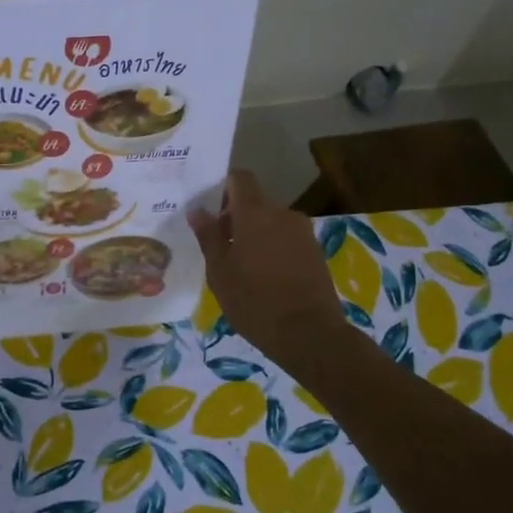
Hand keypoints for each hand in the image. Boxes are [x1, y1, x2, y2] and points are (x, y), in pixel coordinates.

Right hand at [189, 170, 353, 368]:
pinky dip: (272, 249)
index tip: (210, 212)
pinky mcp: (315, 251)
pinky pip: (286, 239)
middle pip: (255, 202)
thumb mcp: (220, 271)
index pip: (240, 178)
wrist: (309, 333)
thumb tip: (196, 210)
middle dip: (236, 218)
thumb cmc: (254, 301)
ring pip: (271, 222)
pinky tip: (264, 278)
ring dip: (255, 235)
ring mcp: (303, 232)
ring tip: (242, 268)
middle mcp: (282, 213)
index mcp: (255, 213)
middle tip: (220, 248)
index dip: (223, 188)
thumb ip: (208, 236)